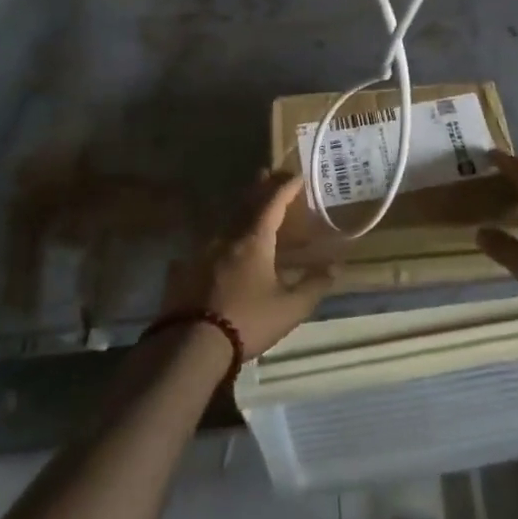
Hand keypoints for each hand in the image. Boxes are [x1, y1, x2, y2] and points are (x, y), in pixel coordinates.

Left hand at [162, 173, 334, 357]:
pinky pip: (204, 248)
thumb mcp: (290, 308)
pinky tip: (214, 250)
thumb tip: (335, 268)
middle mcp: (226, 239)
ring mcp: (200, 253)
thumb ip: (314, 286)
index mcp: (254, 241)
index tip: (296, 175)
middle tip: (267, 173)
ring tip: (247, 208)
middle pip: (245, 205)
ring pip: (224, 224)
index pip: (272, 203)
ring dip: (238, 211)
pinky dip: (217, 242)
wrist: (191, 345)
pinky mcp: (183, 271)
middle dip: (259, 188)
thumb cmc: (247, 321)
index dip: (285, 188)